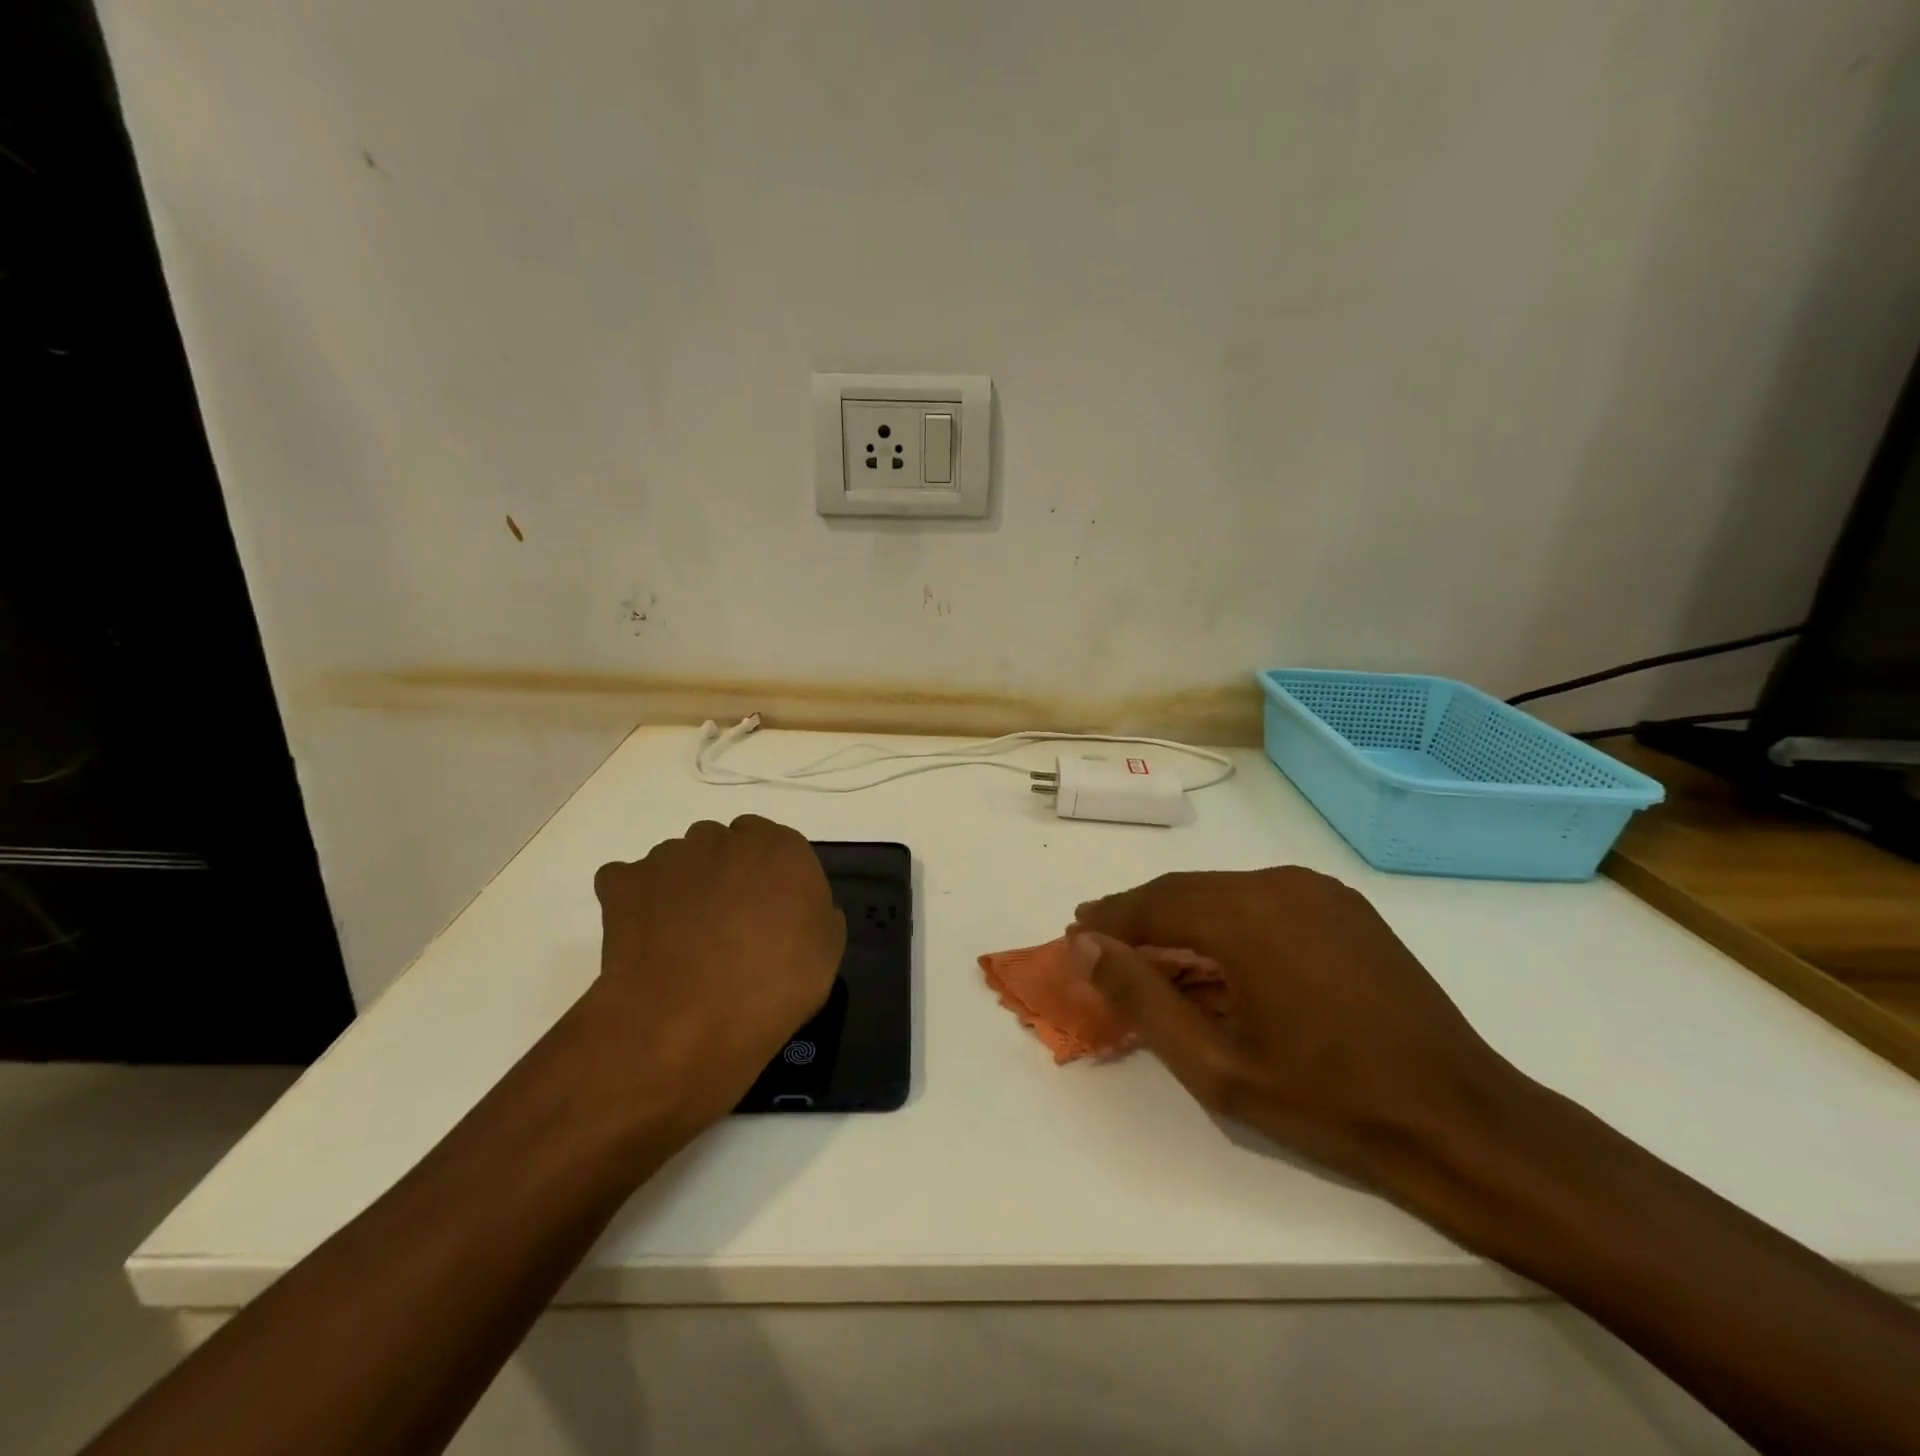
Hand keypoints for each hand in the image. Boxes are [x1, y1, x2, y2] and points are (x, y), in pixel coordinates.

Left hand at [586, 815, 845, 1130]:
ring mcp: (670, 857)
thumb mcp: (825, 956)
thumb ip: (816, 917)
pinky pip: (627, 880)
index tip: (767, 911)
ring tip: (680, 939)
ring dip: (681, 886)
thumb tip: (799, 912)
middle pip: (723, 845)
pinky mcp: (624, 882)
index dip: (766, 877)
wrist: (687, 1021)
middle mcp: (725, 839)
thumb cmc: (773, 987)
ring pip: (677, 860)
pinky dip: (633, 901)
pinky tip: (643, 938)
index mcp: (782, 849)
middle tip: (726, 924)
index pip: (773, 843)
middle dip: (723, 874)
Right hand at [1072, 867, 1532, 1194]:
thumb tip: (1085, 946)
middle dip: (1139, 914)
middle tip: (1101, 939)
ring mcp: (1318, 891)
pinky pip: (1262, 898)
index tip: (1076, 930)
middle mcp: (1278, 884)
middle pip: (1185, 890)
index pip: (1153, 904)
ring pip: (1222, 890)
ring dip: (1181, 915)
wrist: (1461, 1121)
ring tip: (1151, 949)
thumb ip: (1141, 998)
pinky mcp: (1344, 906)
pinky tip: (1217, 954)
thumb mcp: (1216, 1066)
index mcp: (1246, 917)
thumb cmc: (1329, 1103)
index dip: (1109, 918)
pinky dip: (1225, 918)